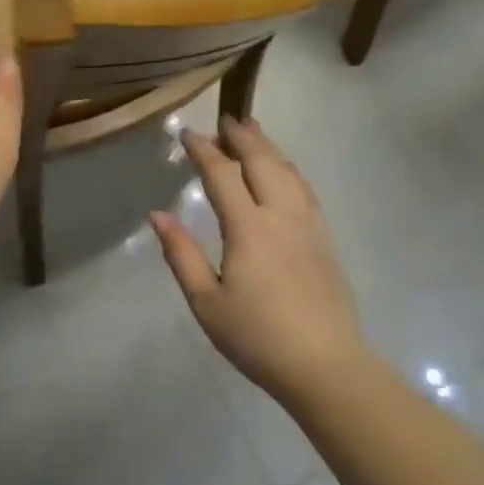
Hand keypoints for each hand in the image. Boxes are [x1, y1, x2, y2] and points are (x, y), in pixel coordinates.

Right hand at [152, 117, 367, 404]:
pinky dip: (289, 169)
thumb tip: (157, 215)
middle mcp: (280, 214)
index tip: (187, 133)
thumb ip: (181, 254)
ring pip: (287, 170)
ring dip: (267, 146)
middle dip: (241, 136)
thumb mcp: (206, 303)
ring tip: (254, 130)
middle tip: (225, 118)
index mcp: (247, 227)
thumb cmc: (258, 337)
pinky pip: (305, 189)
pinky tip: (285, 170)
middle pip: (261, 161)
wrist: (326, 366)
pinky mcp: (325, 238)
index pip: (222, 174)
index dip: (204, 149)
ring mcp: (307, 224)